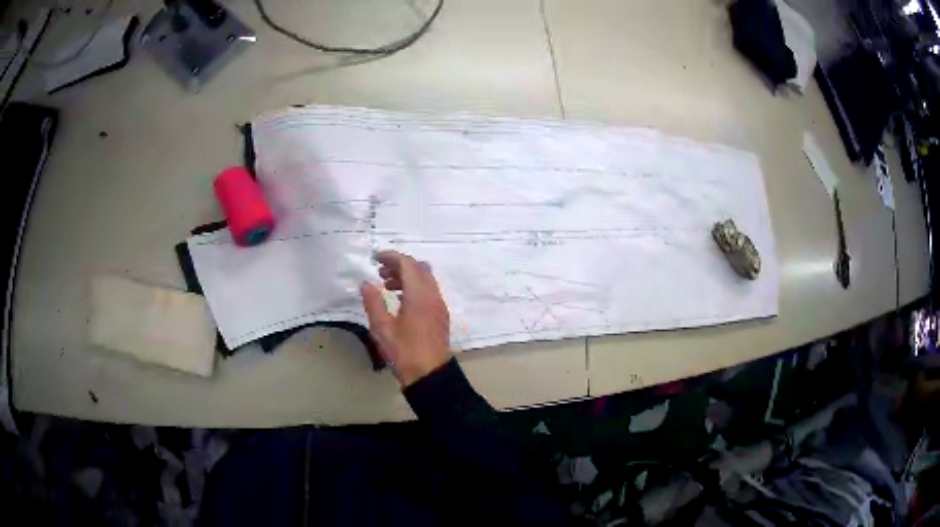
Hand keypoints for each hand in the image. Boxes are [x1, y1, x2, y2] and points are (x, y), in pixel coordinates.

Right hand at [361, 250, 450, 386]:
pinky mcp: (440, 316)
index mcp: (420, 295)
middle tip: (380, 272)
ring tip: (387, 286)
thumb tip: (366, 283)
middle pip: (419, 269)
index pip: (408, 264)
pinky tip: (399, 300)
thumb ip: (373, 302)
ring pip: (425, 279)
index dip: (392, 257)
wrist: (430, 376)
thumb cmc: (404, 352)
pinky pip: (429, 291)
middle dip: (400, 265)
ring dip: (408, 276)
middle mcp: (433, 296)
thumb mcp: (382, 328)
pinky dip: (415, 288)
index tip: (376, 258)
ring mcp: (439, 306)